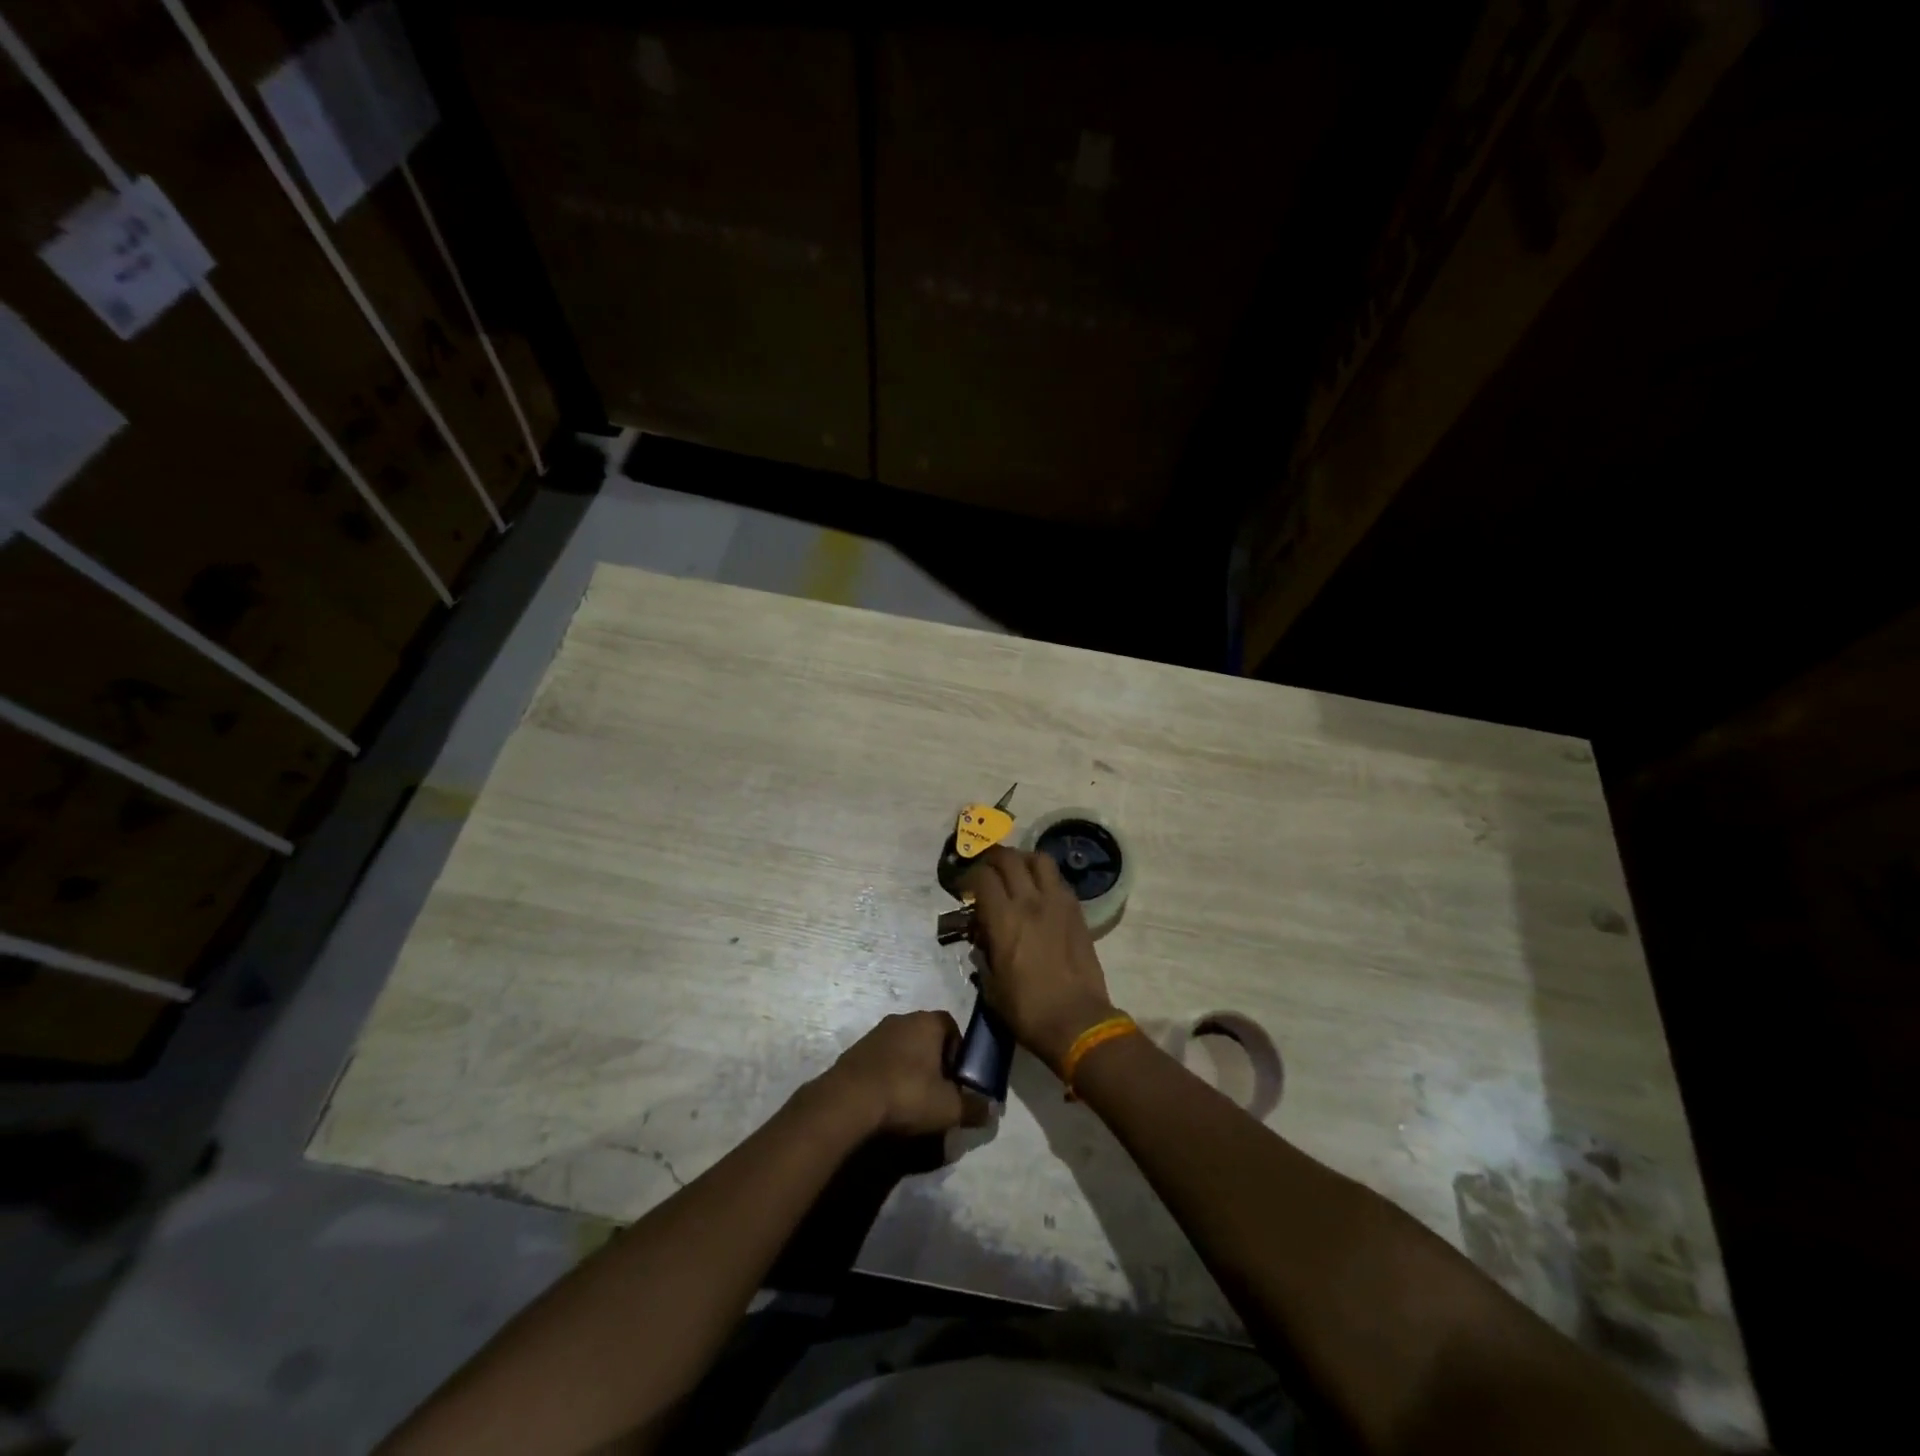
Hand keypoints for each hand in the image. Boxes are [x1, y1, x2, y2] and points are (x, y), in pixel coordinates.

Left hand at [820, 1011, 986, 1136]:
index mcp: (928, 1022)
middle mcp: (902, 1019)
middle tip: (937, 1093)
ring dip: (910, 1068)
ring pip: (903, 1048)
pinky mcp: (856, 1050)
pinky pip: (882, 1060)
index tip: (958, 1080)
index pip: (952, 1027)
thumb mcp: (949, 1107)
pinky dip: (888, 1075)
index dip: (959, 1053)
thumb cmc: (907, 1094)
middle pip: (927, 1037)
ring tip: (912, 1101)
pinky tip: (888, 1101)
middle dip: (935, 1062)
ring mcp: (876, 1032)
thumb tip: (992, 1109)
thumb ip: (974, 1107)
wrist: (849, 1100)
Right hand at [959, 846, 1118, 1072]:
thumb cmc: (1028, 1009)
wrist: (1077, 1021)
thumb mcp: (991, 986)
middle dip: (992, 859)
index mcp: (1004, 919)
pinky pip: (1058, 880)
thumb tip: (982, 939)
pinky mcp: (1077, 911)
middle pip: (1009, 858)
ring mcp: (1057, 903)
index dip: (968, 876)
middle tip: (985, 871)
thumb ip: (983, 955)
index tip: (963, 888)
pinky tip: (1039, 892)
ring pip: (1039, 859)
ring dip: (1022, 860)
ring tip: (1015, 872)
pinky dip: (1044, 877)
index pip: (982, 877)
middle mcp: (1030, 901)